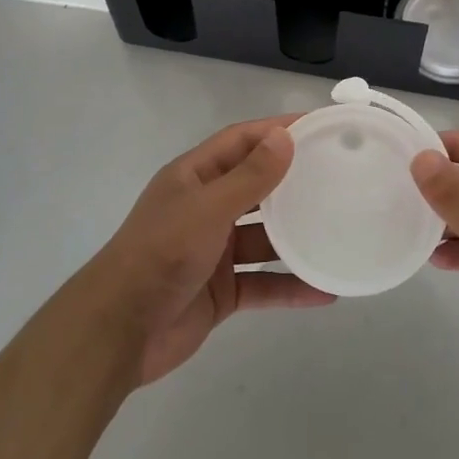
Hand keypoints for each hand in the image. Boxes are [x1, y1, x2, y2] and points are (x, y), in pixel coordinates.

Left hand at [83, 116, 334, 386]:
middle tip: (340, 174)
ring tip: (340, 228)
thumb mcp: (208, 208)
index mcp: (195, 177)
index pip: (242, 141)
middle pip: (256, 186)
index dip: (277, 130)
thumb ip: (249, 176)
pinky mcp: (221, 291)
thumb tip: (285, 136)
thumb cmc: (161, 253)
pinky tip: (325, 290)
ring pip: (264, 237)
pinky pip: (263, 283)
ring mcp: (213, 251)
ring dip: (296, 235)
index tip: (318, 126)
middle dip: (293, 180)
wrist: (118, 331)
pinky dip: (291, 286)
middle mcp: (205, 208)